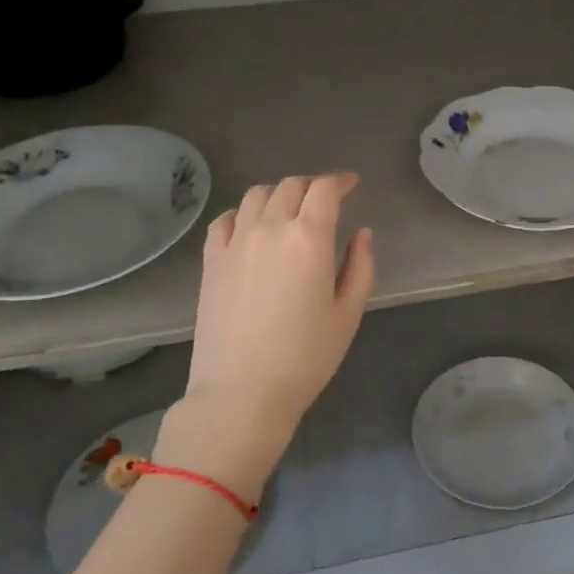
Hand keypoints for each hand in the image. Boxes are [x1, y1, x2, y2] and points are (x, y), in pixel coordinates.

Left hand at [154, 173, 375, 501]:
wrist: (242, 392)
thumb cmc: (305, 357)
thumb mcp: (348, 314)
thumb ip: (360, 266)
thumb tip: (362, 233)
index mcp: (309, 238)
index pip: (324, 190)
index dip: (340, 181)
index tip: (351, 184)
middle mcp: (270, 228)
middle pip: (290, 186)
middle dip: (312, 186)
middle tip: (325, 199)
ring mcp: (235, 242)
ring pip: (256, 195)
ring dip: (278, 194)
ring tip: (289, 210)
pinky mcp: (211, 260)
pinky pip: (225, 220)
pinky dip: (242, 214)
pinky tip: (250, 227)